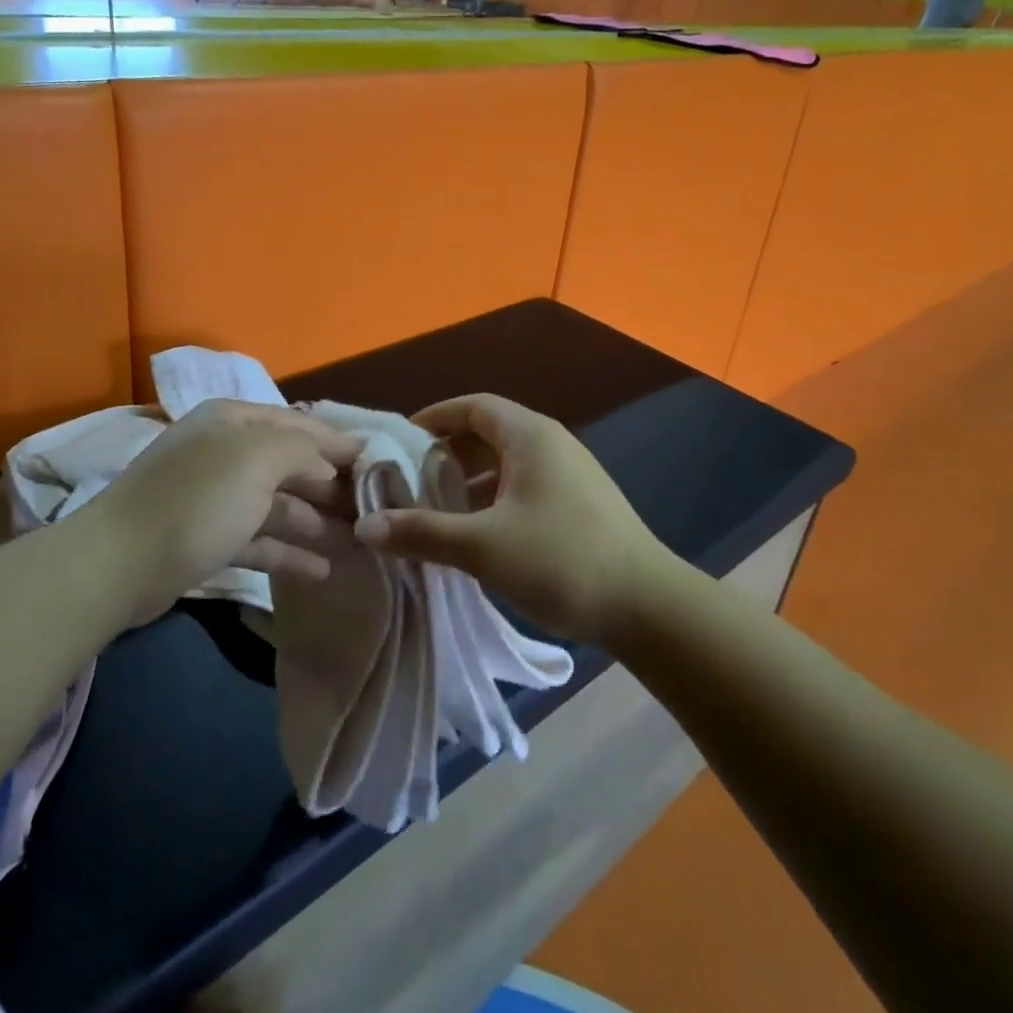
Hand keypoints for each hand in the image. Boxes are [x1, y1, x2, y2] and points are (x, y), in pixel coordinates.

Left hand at [74, 400, 361, 627]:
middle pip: (289, 465)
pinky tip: (321, 569)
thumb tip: (334, 459)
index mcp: (233, 421)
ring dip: (315, 522)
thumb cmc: (196, 500)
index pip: (297, 424)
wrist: (116, 565)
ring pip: (277, 505)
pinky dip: (288, 553)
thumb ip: (303, 451)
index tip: (374, 461)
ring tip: (356, 542)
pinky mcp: (207, 540)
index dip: (336, 442)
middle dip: (329, 485)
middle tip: (371, 509)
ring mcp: (214, 498)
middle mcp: (224, 452)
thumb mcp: (257, 460)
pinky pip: (259, 540)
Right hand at [353, 394, 667, 646]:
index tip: (398, 441)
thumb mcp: (482, 547)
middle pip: (488, 431)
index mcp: (530, 435)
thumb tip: (365, 527)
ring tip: (436, 507)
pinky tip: (477, 531)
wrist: (647, 607)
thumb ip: (423, 532)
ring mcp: (569, 473)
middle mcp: (551, 443)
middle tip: (409, 478)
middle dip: (447, 451)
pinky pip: (524, 484)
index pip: (472, 406)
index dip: (433, 418)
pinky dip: (493, 497)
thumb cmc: (560, 560)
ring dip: (470, 479)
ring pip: (507, 462)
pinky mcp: (579, 503)